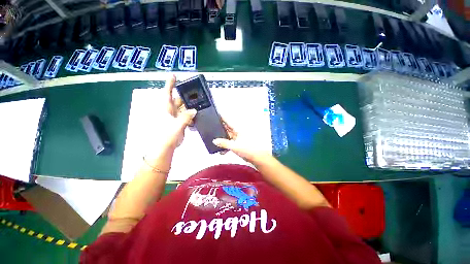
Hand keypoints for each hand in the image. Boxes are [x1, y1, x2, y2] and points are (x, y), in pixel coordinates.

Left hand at [164, 75, 196, 148]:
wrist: (166, 147)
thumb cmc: (167, 135)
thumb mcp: (176, 125)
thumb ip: (186, 117)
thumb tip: (194, 110)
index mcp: (167, 109)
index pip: (167, 93)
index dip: (170, 84)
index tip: (174, 76)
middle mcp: (171, 111)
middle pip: (179, 100)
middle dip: (186, 97)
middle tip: (195, 94)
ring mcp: (176, 117)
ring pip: (184, 108)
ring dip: (190, 107)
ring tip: (199, 105)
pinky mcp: (180, 122)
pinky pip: (187, 116)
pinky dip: (192, 116)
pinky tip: (196, 116)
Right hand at [213, 121, 271, 163]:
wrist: (257, 157)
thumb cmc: (248, 149)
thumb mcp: (234, 146)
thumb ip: (224, 143)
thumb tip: (215, 141)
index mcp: (238, 129)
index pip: (228, 121)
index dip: (222, 117)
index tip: (216, 114)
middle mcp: (238, 132)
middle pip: (227, 128)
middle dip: (220, 129)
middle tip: (212, 128)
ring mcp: (239, 138)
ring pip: (228, 136)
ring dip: (222, 139)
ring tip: (215, 142)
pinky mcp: (239, 144)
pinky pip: (231, 143)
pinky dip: (227, 146)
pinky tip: (223, 152)